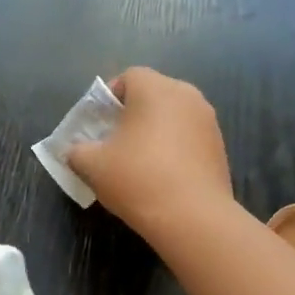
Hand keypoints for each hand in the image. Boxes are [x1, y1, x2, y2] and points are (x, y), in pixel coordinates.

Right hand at [66, 68, 232, 240]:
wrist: (192, 217)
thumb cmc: (137, 178)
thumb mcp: (92, 165)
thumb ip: (76, 151)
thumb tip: (74, 151)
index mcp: (155, 89)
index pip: (129, 76)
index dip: (110, 96)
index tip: (99, 123)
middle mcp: (186, 96)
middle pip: (153, 94)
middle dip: (132, 113)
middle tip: (114, 141)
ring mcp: (208, 121)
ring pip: (173, 116)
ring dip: (155, 130)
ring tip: (138, 160)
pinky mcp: (219, 147)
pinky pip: (188, 137)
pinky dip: (174, 147)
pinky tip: (161, 175)